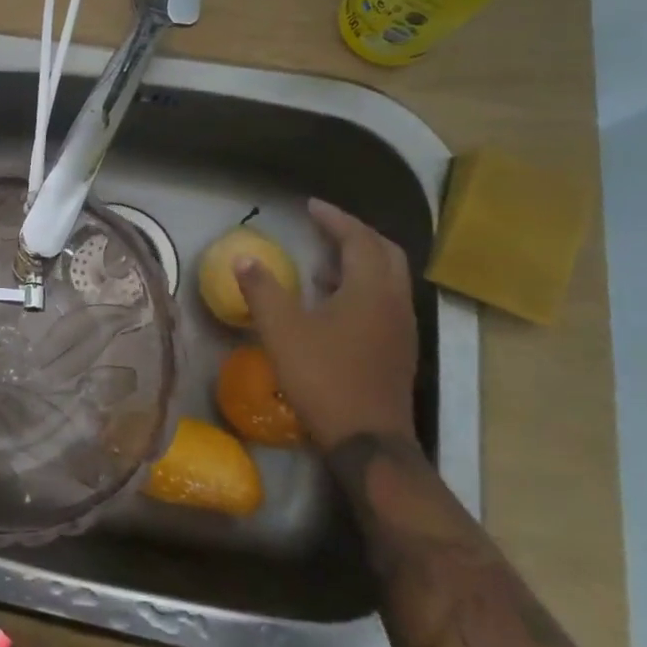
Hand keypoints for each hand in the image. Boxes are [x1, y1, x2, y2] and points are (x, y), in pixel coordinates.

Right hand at [234, 199, 418, 452]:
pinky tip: (332, 303)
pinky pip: (385, 299)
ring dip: (360, 261)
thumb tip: (244, 258)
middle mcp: (394, 302)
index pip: (358, 239)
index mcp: (370, 290)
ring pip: (388, 277)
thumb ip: (262, 290)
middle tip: (323, 227)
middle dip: (355, 234)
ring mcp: (401, 327)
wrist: (367, 440)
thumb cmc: (323, 378)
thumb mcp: (282, 330)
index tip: (310, 206)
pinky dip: (362, 286)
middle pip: (384, 252)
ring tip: (322, 262)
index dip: (334, 219)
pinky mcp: (398, 348)